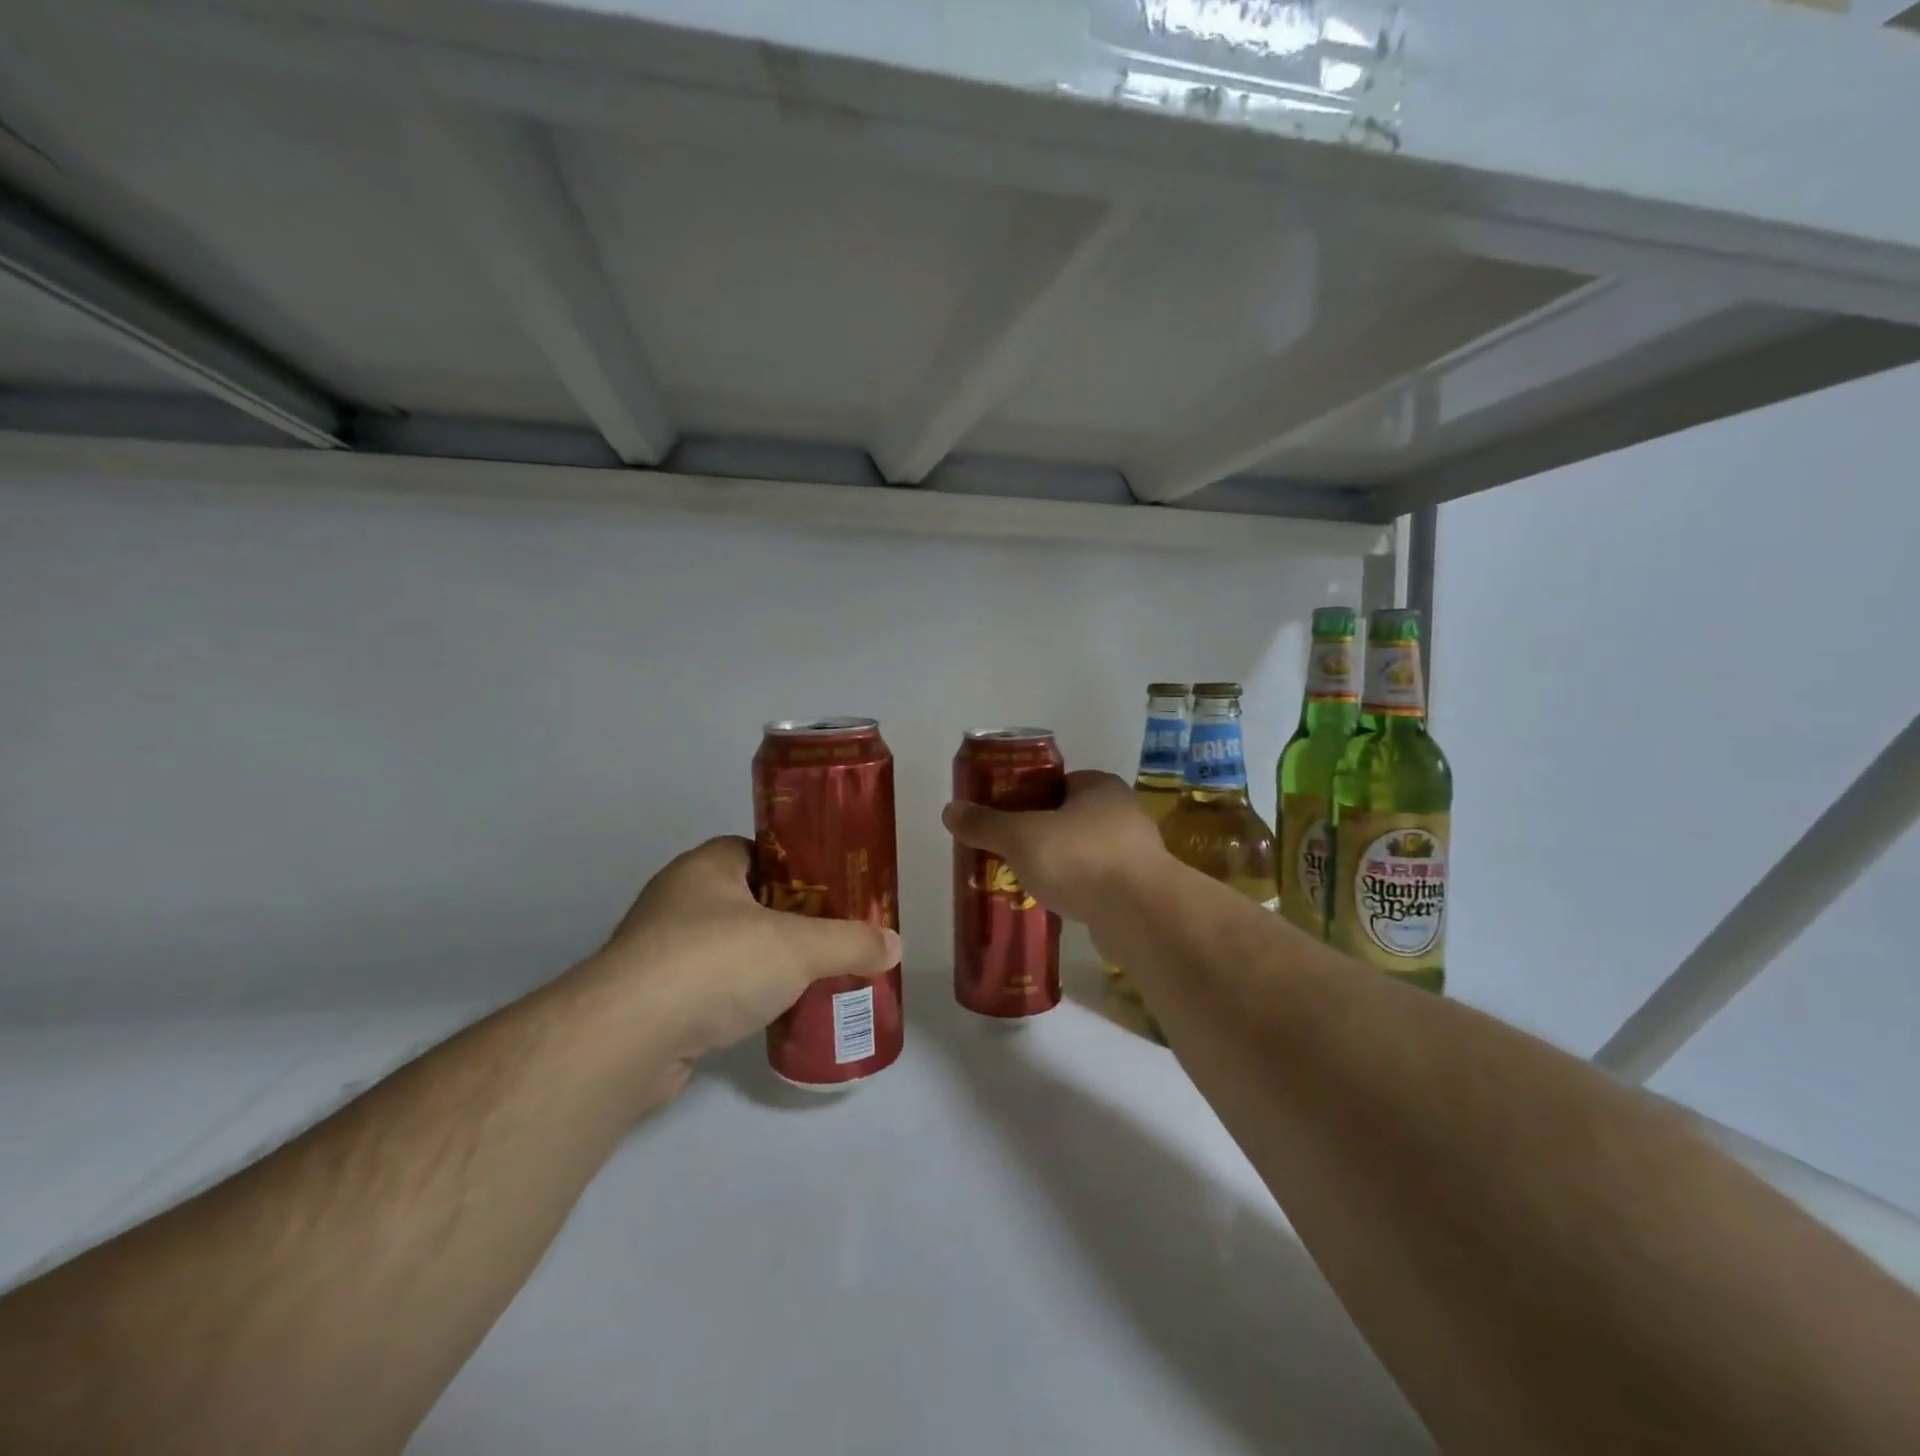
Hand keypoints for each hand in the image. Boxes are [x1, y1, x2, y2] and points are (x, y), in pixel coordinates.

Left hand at [591, 837, 899, 1073]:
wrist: (627, 1038)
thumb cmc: (715, 963)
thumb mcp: (799, 947)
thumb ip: (850, 942)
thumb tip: (894, 945)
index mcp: (707, 866)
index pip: (760, 850)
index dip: (799, 865)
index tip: (832, 889)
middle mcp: (678, 899)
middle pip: (749, 899)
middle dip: (790, 918)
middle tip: (832, 935)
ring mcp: (660, 950)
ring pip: (729, 946)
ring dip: (764, 961)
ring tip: (810, 977)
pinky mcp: (653, 998)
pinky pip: (710, 987)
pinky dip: (739, 996)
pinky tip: (770, 1013)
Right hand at [941, 769, 1169, 924]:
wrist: (1141, 914)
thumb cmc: (1079, 858)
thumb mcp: (1020, 836)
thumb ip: (986, 824)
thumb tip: (949, 810)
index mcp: (1099, 786)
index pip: (1057, 782)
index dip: (1027, 796)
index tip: (1003, 818)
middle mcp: (1122, 812)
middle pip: (1069, 817)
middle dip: (1039, 833)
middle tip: (1008, 851)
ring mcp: (1136, 852)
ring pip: (1084, 851)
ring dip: (1059, 863)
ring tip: (1026, 881)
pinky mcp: (1140, 889)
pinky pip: (1098, 882)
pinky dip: (1077, 888)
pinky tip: (1056, 903)